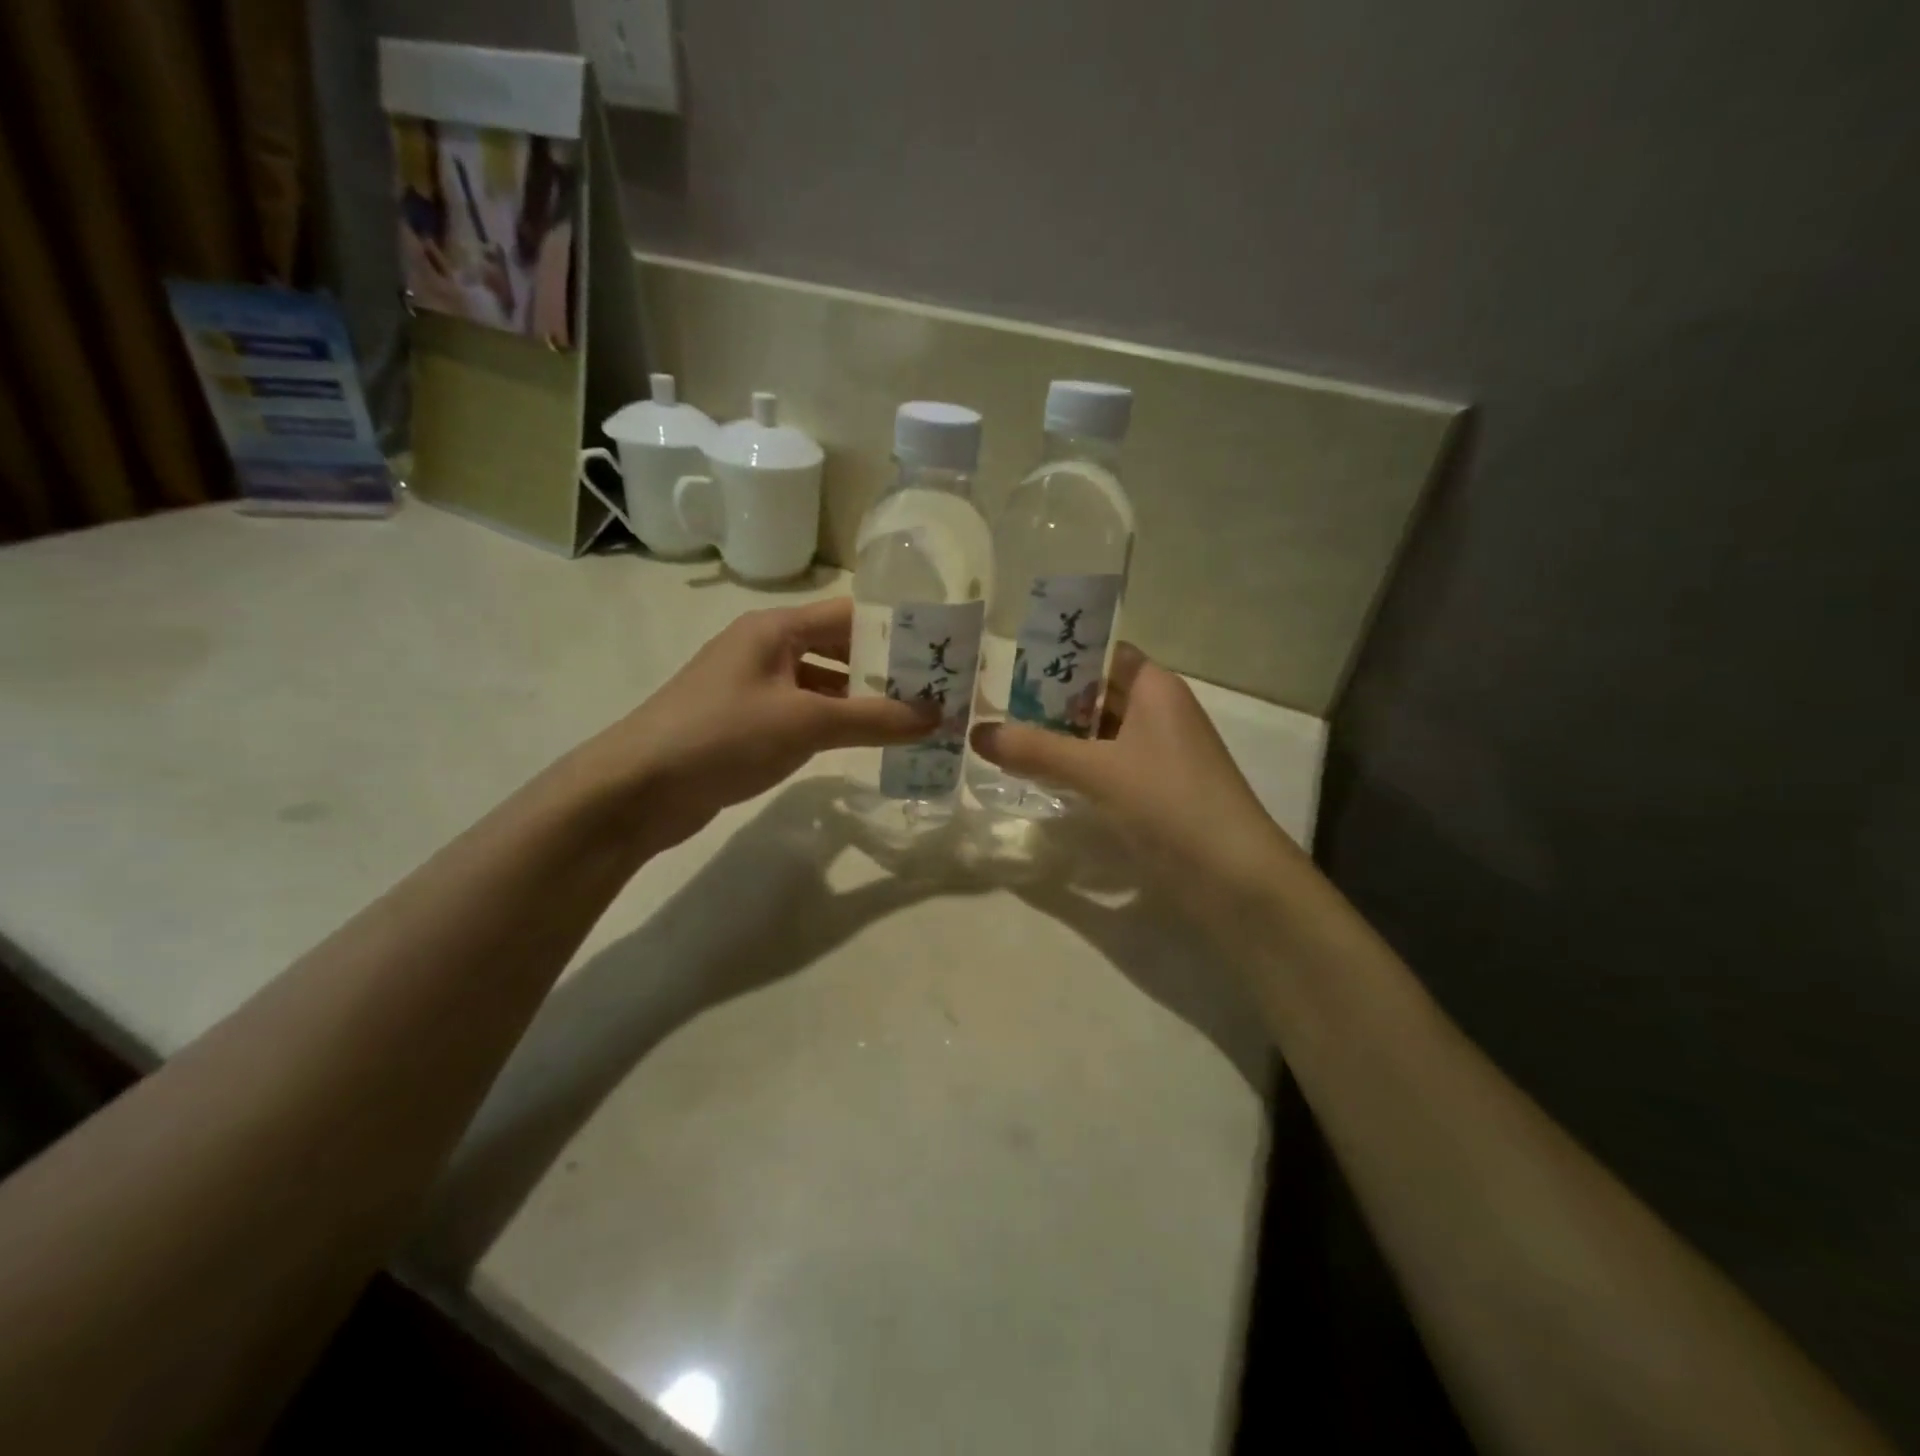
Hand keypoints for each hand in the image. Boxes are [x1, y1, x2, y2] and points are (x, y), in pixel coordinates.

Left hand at [583, 599, 935, 854]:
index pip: (849, 615)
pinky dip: (834, 725)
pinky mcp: (745, 723)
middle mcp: (765, 649)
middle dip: (884, 671)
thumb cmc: (722, 737)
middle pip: (838, 649)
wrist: (637, 790)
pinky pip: (802, 714)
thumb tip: (937, 716)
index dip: (895, 631)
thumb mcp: (805, 723)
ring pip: (821, 685)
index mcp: (775, 629)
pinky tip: (863, 743)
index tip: (940, 653)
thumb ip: (873, 719)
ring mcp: (753, 688)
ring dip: (861, 702)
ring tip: (912, 721)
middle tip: (935, 694)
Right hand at [970, 646, 1299, 892]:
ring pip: (1101, 734)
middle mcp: (1160, 713)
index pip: (1103, 656)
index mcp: (1156, 689)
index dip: (1061, 657)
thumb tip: (977, 733)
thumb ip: (1036, 750)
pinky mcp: (1155, 791)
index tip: (1012, 666)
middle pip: (1098, 695)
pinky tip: (1041, 778)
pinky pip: (1108, 766)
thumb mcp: (1098, 770)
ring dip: (1061, 738)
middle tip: (995, 706)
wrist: (1234, 877)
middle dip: (1051, 701)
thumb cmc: (1170, 802)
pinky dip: (1077, 767)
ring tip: (1006, 740)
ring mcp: (1159, 754)